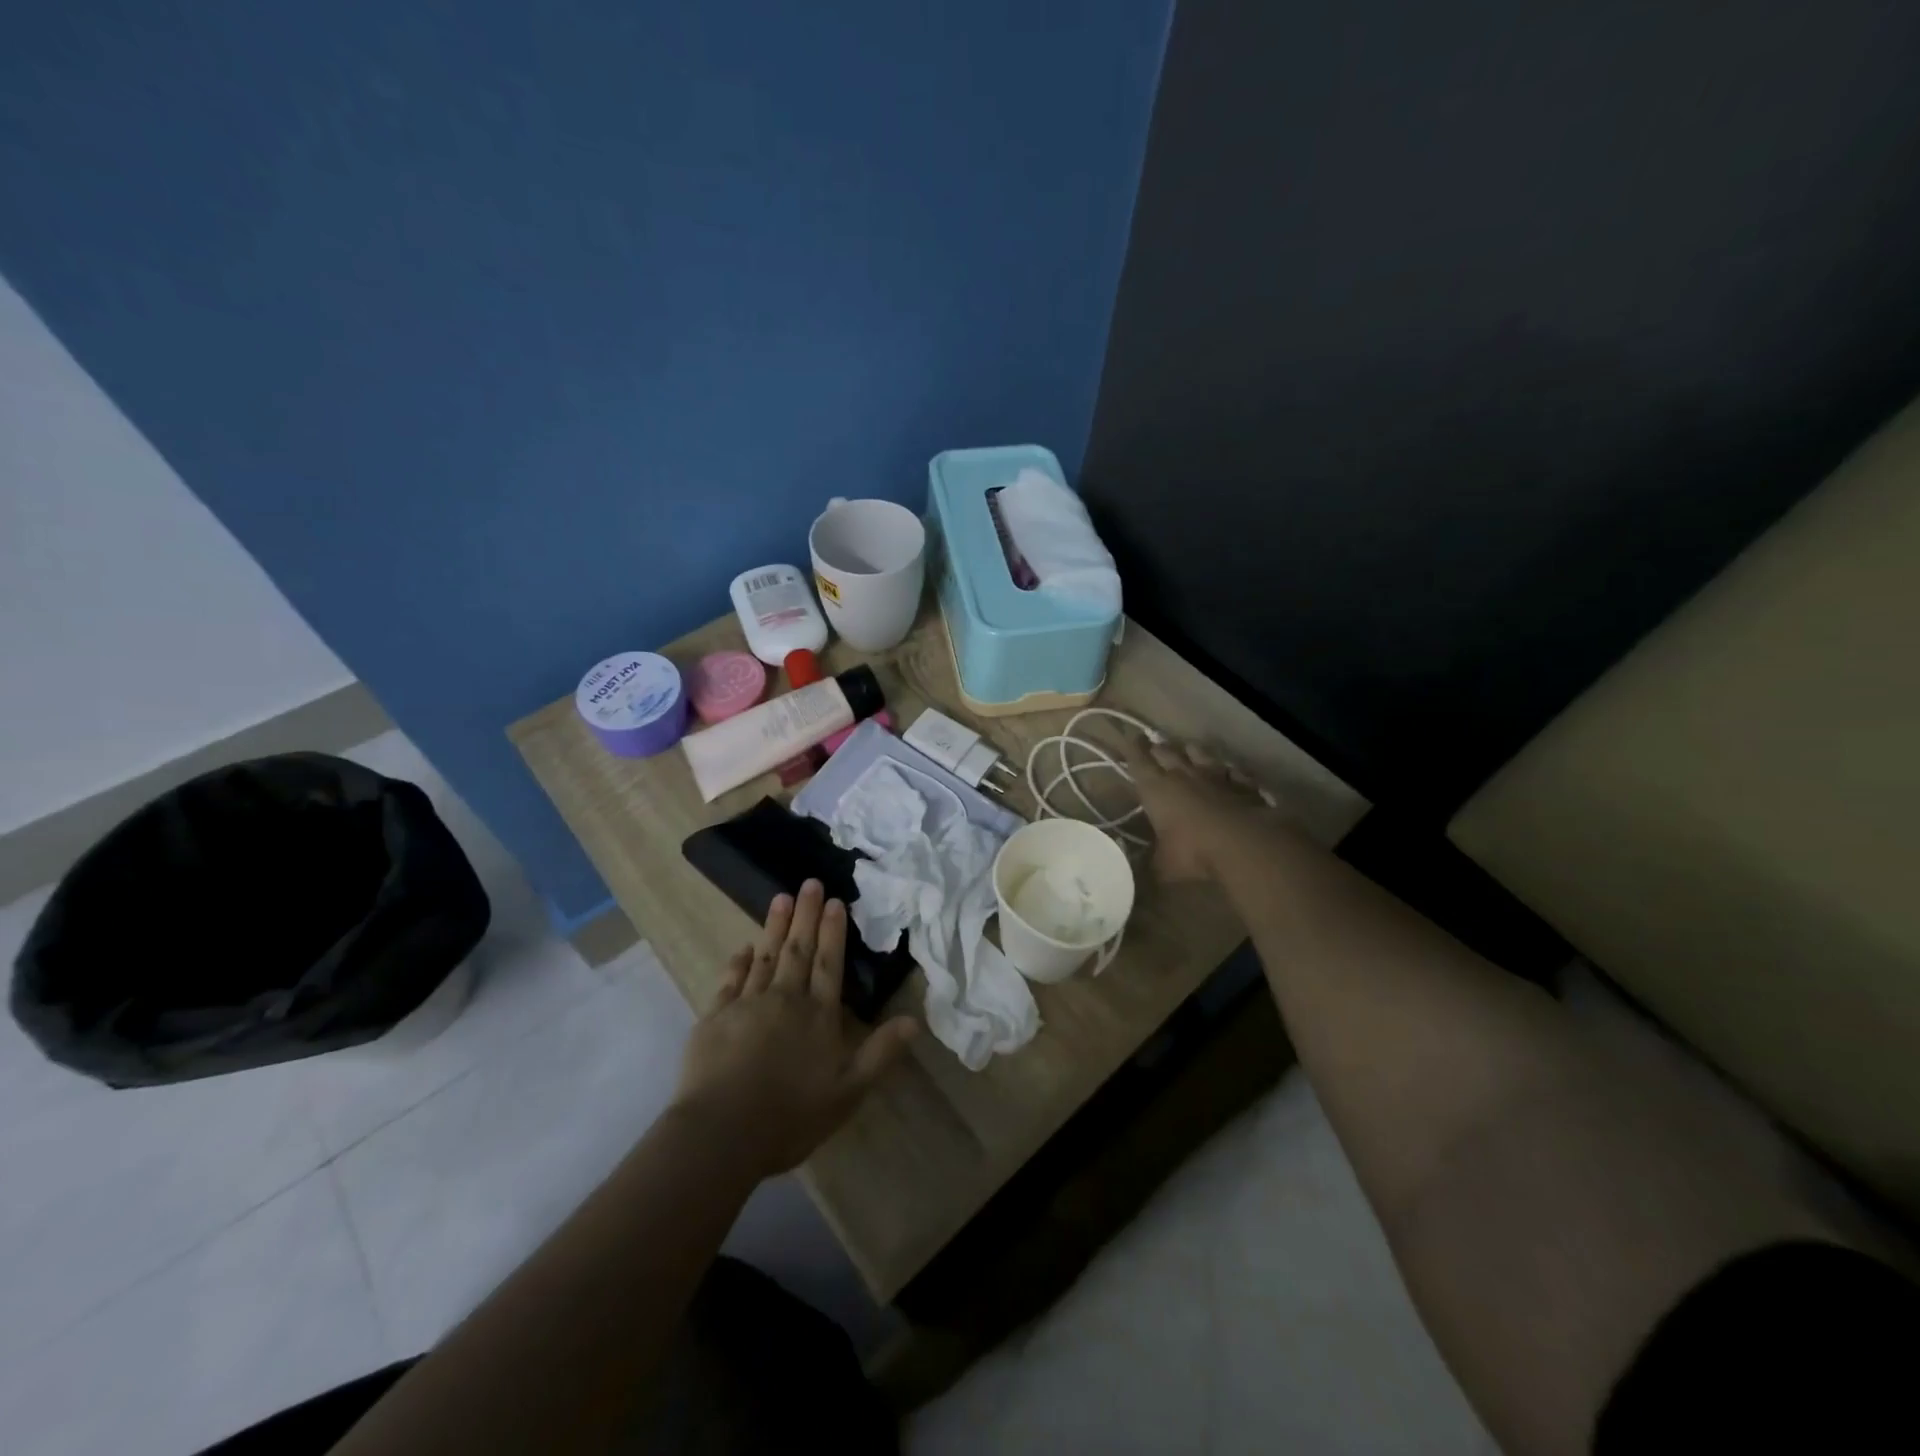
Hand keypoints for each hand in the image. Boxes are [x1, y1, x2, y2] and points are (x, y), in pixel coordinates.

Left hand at [671, 880, 917, 1177]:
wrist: (721, 1133)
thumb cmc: (790, 1116)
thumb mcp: (848, 1092)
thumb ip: (880, 1053)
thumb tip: (914, 1020)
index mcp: (818, 1016)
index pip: (830, 964)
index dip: (833, 931)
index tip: (835, 901)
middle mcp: (785, 1000)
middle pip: (798, 950)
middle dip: (806, 915)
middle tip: (810, 882)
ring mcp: (747, 1005)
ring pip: (765, 956)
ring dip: (774, 927)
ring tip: (781, 898)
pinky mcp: (715, 1018)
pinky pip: (730, 980)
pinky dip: (738, 961)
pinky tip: (743, 947)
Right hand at [1128, 738, 1279, 883]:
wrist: (1244, 843)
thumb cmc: (1193, 852)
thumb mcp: (1164, 866)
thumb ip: (1152, 864)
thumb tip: (1141, 872)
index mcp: (1156, 789)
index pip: (1138, 761)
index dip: (1132, 748)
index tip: (1129, 736)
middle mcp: (1183, 775)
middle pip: (1166, 752)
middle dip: (1157, 747)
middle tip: (1152, 744)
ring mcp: (1215, 776)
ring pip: (1199, 753)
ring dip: (1191, 751)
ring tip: (1187, 748)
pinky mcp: (1242, 784)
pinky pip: (1232, 771)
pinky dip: (1227, 771)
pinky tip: (1229, 772)